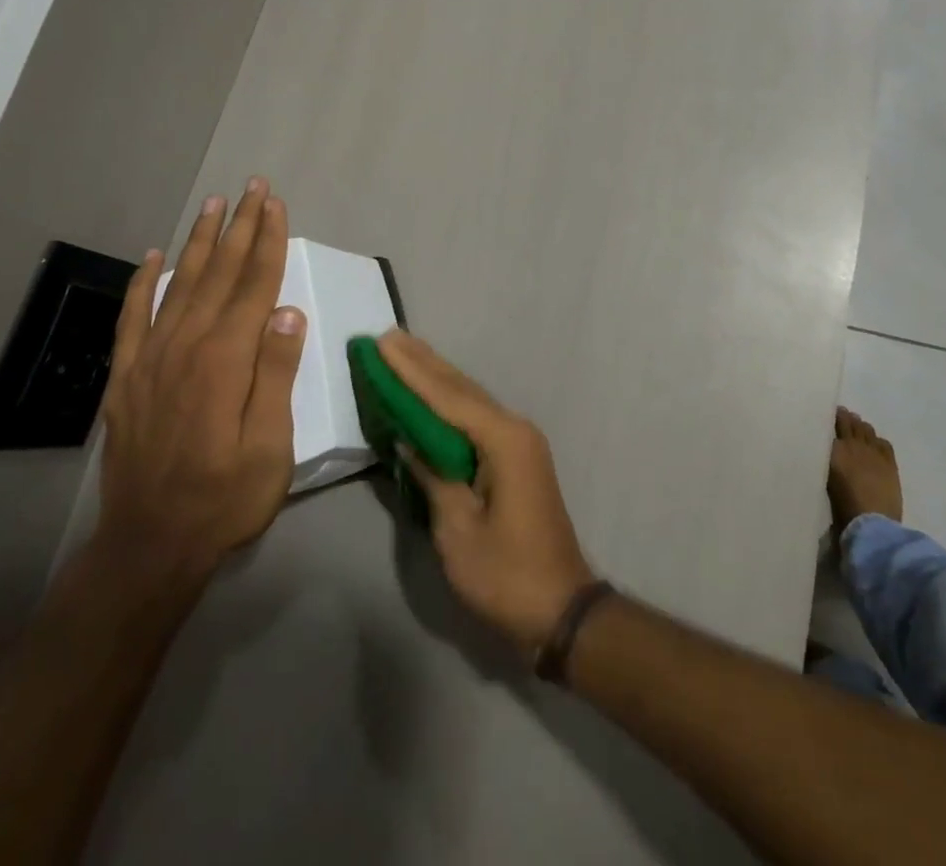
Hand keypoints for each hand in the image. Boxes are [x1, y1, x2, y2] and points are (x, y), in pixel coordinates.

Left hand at [94, 178, 305, 581]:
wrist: (149, 544)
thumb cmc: (224, 498)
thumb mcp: (270, 446)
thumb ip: (276, 374)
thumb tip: (288, 312)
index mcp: (226, 359)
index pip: (254, 285)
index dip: (268, 241)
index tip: (276, 204)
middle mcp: (186, 345)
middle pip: (219, 273)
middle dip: (239, 227)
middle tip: (251, 187)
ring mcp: (150, 358)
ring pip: (179, 284)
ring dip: (199, 241)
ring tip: (213, 205)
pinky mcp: (126, 377)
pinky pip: (133, 316)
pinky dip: (143, 282)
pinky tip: (153, 256)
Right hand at [379, 331, 596, 655]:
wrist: (561, 609)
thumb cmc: (507, 574)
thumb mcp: (458, 530)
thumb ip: (433, 477)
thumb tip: (409, 441)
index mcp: (503, 440)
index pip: (448, 396)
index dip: (411, 370)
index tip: (383, 342)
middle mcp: (514, 429)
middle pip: (461, 388)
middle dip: (422, 362)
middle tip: (388, 336)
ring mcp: (519, 441)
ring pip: (470, 399)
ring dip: (435, 376)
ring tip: (403, 351)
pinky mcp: (515, 457)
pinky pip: (475, 418)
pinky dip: (449, 402)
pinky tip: (431, 393)